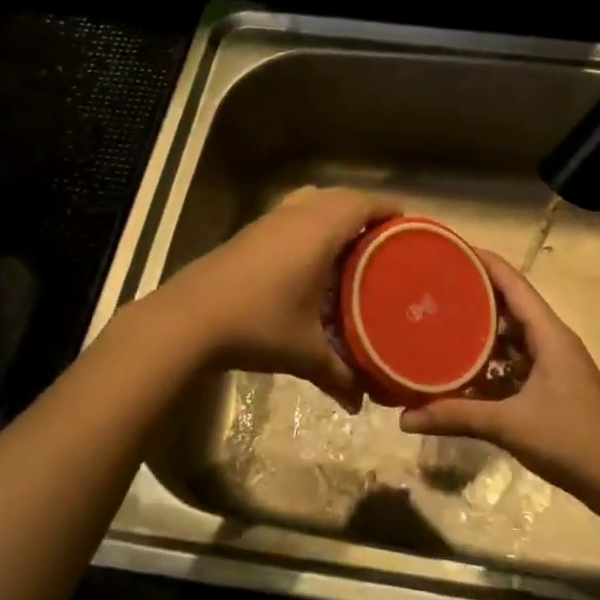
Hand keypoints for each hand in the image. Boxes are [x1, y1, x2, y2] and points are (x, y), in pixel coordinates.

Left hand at [153, 187, 396, 410]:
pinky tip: (311, 257)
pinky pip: (293, 212)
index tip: (410, 224)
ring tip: (352, 243)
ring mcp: (270, 220)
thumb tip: (361, 403)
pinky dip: (310, 221)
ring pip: (313, 200)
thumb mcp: (305, 352)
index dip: (390, 208)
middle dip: (365, 210)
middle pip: (341, 196)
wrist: (189, 319)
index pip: (364, 203)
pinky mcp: (250, 232)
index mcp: (320, 231)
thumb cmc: (258, 324)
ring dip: (334, 212)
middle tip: (386, 238)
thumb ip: (338, 374)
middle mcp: (297, 215)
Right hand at [399, 250, 599, 503]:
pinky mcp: (552, 388)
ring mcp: (554, 365)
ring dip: (481, 331)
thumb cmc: (573, 441)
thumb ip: (457, 417)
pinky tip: (462, 373)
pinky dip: (490, 364)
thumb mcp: (511, 426)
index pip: (513, 283)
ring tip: (439, 323)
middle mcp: (552, 341)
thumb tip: (404, 417)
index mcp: (549, 334)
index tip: (449, 249)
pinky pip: (515, 364)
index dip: (484, 262)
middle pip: (510, 305)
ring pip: (512, 337)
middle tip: (433, 287)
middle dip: (475, 294)